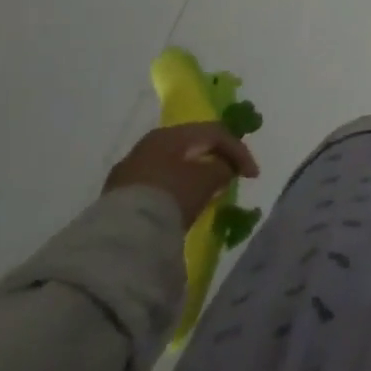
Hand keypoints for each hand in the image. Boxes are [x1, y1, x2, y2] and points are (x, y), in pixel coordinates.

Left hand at [105, 123, 259, 226]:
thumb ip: (222, 168)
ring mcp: (129, 170)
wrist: (121, 237)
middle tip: (231, 177)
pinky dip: (174, 190)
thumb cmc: (171, 196)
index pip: (214, 132)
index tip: (253, 175)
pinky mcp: (117, 196)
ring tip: (207, 194)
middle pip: (192, 146)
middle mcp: (149, 144)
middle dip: (215, 160)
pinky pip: (156, 185)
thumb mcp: (207, 180)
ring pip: (172, 166)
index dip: (238, 151)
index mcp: (171, 134)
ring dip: (193, 176)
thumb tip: (223, 169)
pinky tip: (180, 206)